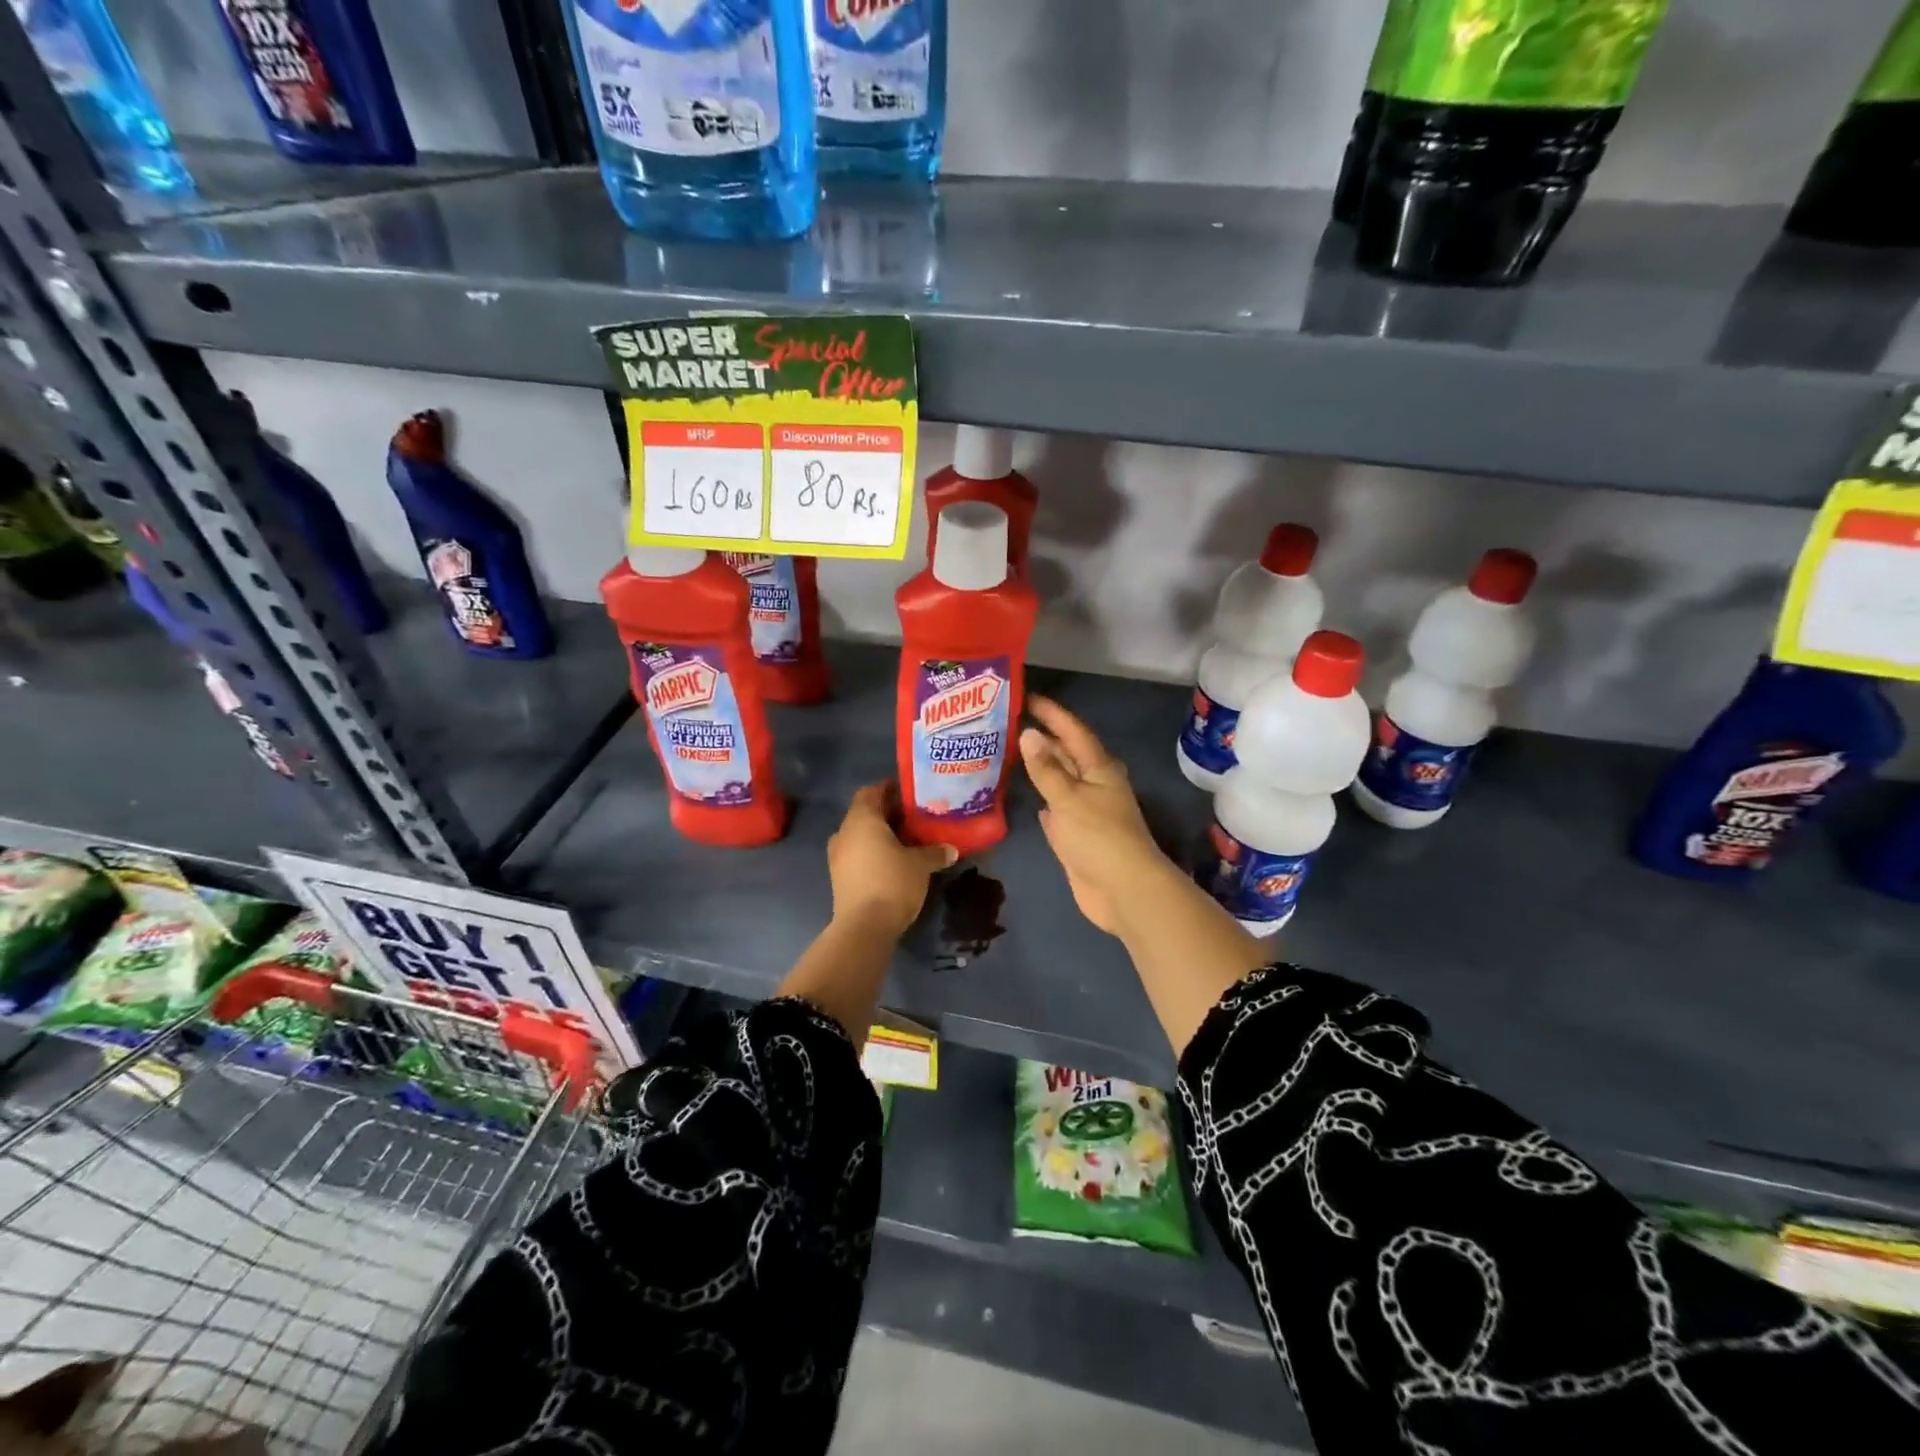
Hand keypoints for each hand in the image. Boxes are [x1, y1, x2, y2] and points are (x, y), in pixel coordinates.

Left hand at [827, 782, 955, 936]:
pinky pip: (858, 854)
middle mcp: (844, 832)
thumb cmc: (892, 882)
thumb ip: (935, 852)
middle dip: (889, 814)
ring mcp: (838, 856)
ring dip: (881, 835)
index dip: (889, 789)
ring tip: (908, 840)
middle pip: (866, 813)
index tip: (910, 793)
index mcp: (861, 819)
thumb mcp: (920, 864)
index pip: (871, 791)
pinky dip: (874, 852)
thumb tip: (951, 849)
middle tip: (915, 817)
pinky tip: (895, 861)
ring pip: (861, 835)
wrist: (864, 927)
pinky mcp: (839, 877)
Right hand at [1019, 697, 1176, 937]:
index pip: (1072, 731)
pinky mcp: (1078, 837)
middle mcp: (1094, 785)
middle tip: (1009, 723)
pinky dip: (1045, 803)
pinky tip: (1032, 800)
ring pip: (1061, 783)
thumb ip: (1046, 769)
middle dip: (1043, 739)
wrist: (1123, 890)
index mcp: (1099, 768)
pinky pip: (1058, 811)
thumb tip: (1029, 733)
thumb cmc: (1099, 836)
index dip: (1051, 713)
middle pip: (1067, 755)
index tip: (1026, 696)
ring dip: (1041, 770)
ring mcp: (1087, 812)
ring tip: (1011, 754)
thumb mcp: (1068, 798)